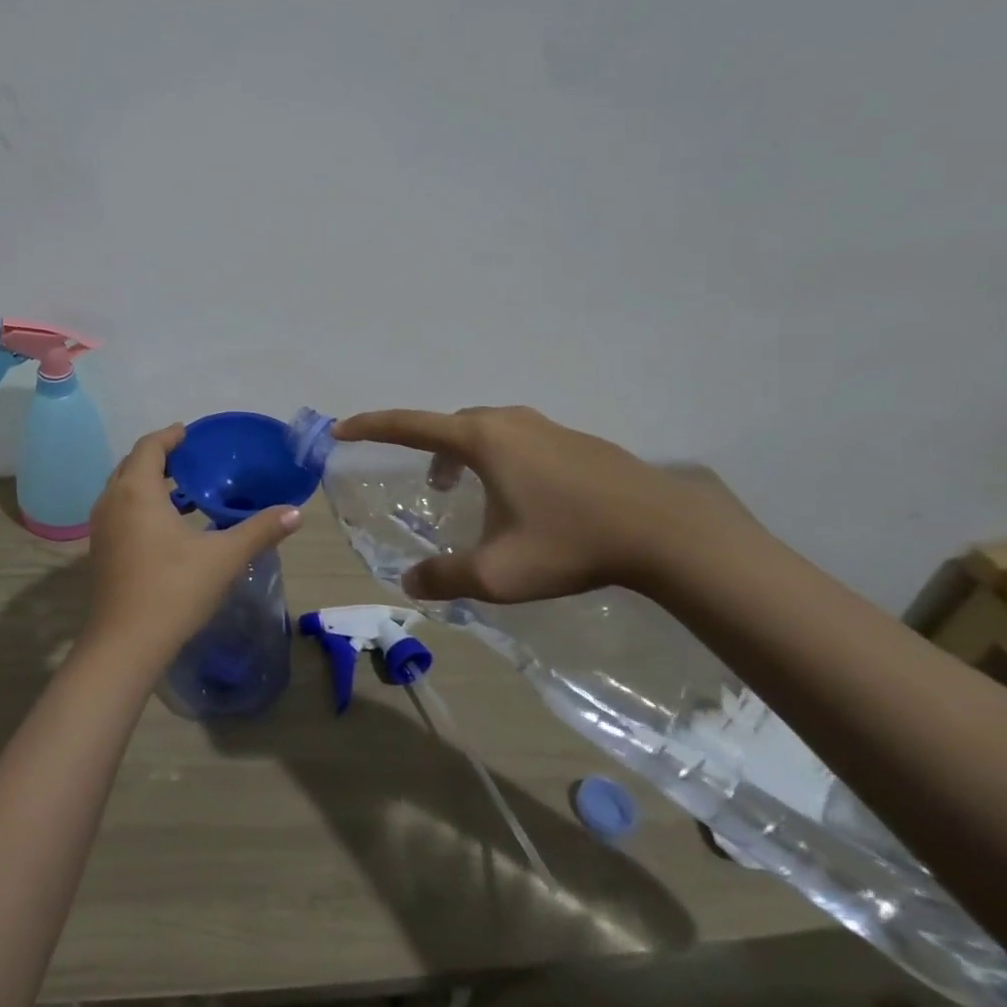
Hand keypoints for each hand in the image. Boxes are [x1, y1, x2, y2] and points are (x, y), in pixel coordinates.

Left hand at [85, 424, 303, 663]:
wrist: (126, 644)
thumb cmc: (174, 590)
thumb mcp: (223, 557)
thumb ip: (260, 530)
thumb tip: (295, 512)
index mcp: (137, 491)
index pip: (149, 447)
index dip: (169, 436)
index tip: (189, 433)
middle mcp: (112, 501)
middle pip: (131, 464)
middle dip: (157, 456)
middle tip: (188, 458)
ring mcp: (101, 527)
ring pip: (121, 488)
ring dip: (146, 481)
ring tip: (181, 488)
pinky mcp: (99, 550)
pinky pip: (118, 510)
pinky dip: (138, 503)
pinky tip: (165, 525)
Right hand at [332, 407, 765, 604]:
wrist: (665, 531)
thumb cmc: (569, 543)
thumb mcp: (497, 572)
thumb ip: (445, 577)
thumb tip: (408, 583)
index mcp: (481, 440)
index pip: (409, 425)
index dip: (370, 426)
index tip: (341, 428)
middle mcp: (509, 423)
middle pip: (451, 425)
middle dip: (427, 448)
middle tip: (428, 485)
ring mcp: (548, 428)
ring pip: (488, 432)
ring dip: (466, 455)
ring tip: (470, 492)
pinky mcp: (579, 442)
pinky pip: (521, 441)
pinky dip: (502, 460)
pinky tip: (524, 499)